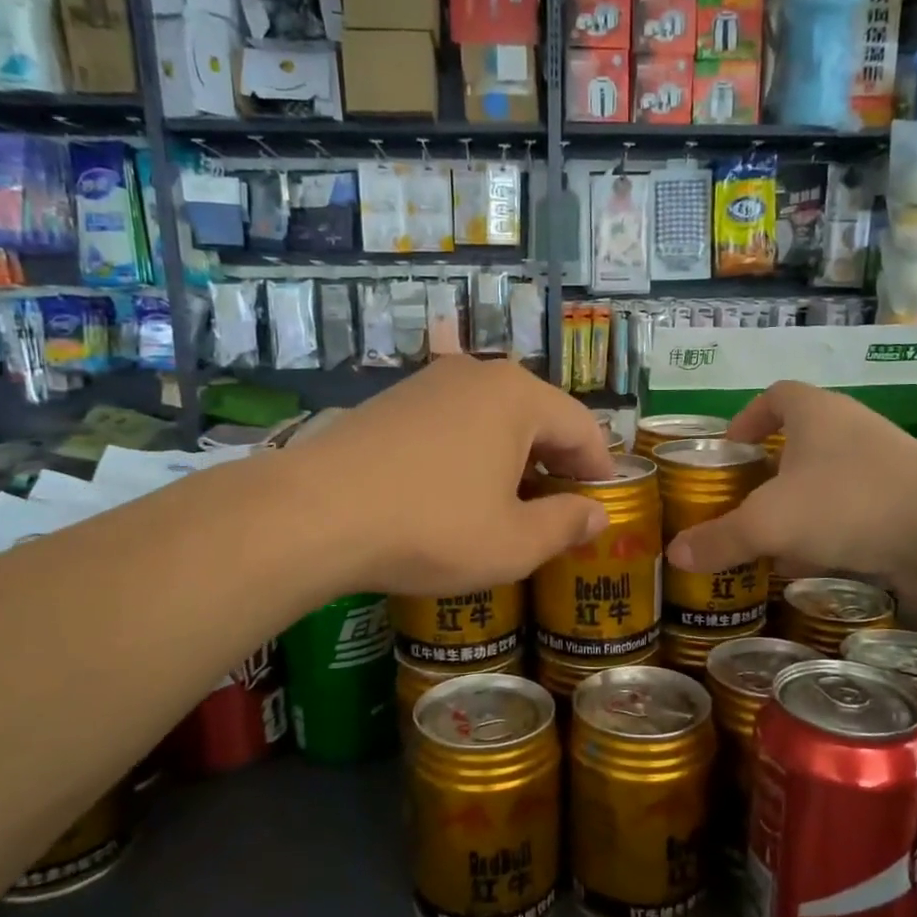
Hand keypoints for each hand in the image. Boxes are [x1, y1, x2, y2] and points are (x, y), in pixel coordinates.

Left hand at [284, 356, 615, 596]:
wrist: (314, 513)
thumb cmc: (430, 528)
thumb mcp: (512, 543)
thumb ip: (565, 525)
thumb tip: (597, 515)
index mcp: (518, 397)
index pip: (582, 428)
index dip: (600, 470)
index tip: (603, 506)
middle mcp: (478, 374)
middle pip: (539, 417)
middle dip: (556, 464)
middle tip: (560, 510)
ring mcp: (430, 382)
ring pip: (494, 418)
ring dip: (513, 458)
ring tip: (510, 504)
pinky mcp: (393, 400)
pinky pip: (454, 422)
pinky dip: (472, 452)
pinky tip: (458, 490)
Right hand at [666, 381, 916, 582]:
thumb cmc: (847, 504)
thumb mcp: (768, 523)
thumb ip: (720, 539)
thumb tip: (674, 555)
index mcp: (815, 414)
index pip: (777, 395)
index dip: (749, 416)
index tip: (731, 446)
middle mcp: (851, 428)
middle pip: (802, 437)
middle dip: (771, 467)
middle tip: (744, 496)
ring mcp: (885, 463)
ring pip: (829, 476)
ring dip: (800, 502)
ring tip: (773, 534)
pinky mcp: (908, 499)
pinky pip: (856, 507)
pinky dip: (830, 529)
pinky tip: (814, 562)